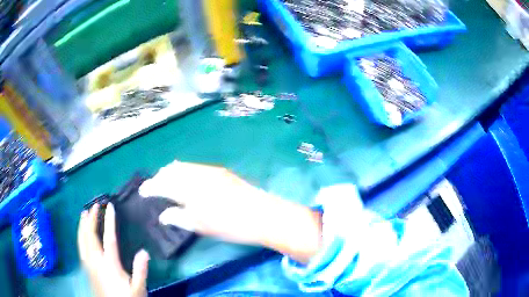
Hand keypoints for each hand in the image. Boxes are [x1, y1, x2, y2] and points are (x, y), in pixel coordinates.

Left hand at [78, 203, 149, 296]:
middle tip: (94, 205)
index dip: (109, 221)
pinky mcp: (87, 269)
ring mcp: (89, 265)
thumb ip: (140, 271)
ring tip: (84, 214)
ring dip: (83, 225)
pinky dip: (80, 236)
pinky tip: (81, 235)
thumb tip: (144, 251)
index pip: (109, 238)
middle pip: (90, 236)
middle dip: (91, 219)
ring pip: (82, 240)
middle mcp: (96, 261)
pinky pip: (80, 247)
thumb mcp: (138, 289)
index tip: (109, 206)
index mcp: (110, 265)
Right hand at [139, 161, 272, 243]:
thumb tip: (164, 215)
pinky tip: (185, 179)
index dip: (150, 187)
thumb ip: (179, 217)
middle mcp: (196, 175)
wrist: (262, 214)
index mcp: (188, 189)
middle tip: (153, 188)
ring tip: (166, 183)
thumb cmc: (231, 225)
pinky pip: (194, 168)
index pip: (162, 184)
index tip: (142, 192)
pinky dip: (184, 172)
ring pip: (182, 167)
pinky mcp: (220, 172)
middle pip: (171, 171)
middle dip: (159, 178)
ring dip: (171, 173)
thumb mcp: (201, 226)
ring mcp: (209, 171)